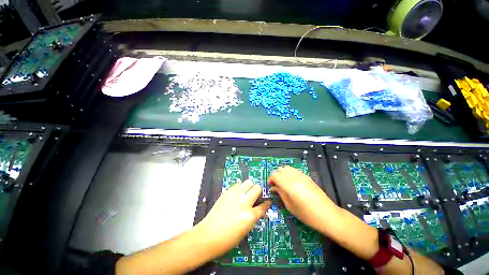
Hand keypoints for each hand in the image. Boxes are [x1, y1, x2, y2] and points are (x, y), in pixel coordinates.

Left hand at [195, 180, 270, 256]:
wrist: (208, 235)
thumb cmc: (228, 239)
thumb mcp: (246, 229)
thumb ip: (254, 216)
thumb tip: (258, 208)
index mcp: (250, 216)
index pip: (263, 205)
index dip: (266, 203)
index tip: (267, 201)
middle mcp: (244, 203)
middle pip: (257, 188)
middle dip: (258, 192)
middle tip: (255, 197)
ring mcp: (235, 195)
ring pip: (248, 182)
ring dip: (249, 187)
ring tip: (246, 194)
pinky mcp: (227, 192)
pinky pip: (238, 184)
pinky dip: (240, 188)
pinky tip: (237, 195)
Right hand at [268, 166, 338, 233]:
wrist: (328, 215)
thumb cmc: (308, 215)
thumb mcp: (290, 206)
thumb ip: (280, 193)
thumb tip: (273, 187)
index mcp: (290, 185)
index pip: (275, 175)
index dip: (270, 179)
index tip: (270, 186)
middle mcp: (295, 177)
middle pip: (280, 169)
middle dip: (275, 175)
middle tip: (275, 184)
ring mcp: (302, 175)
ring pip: (287, 168)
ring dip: (282, 173)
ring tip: (282, 182)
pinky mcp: (307, 176)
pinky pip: (294, 170)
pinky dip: (289, 173)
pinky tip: (290, 181)